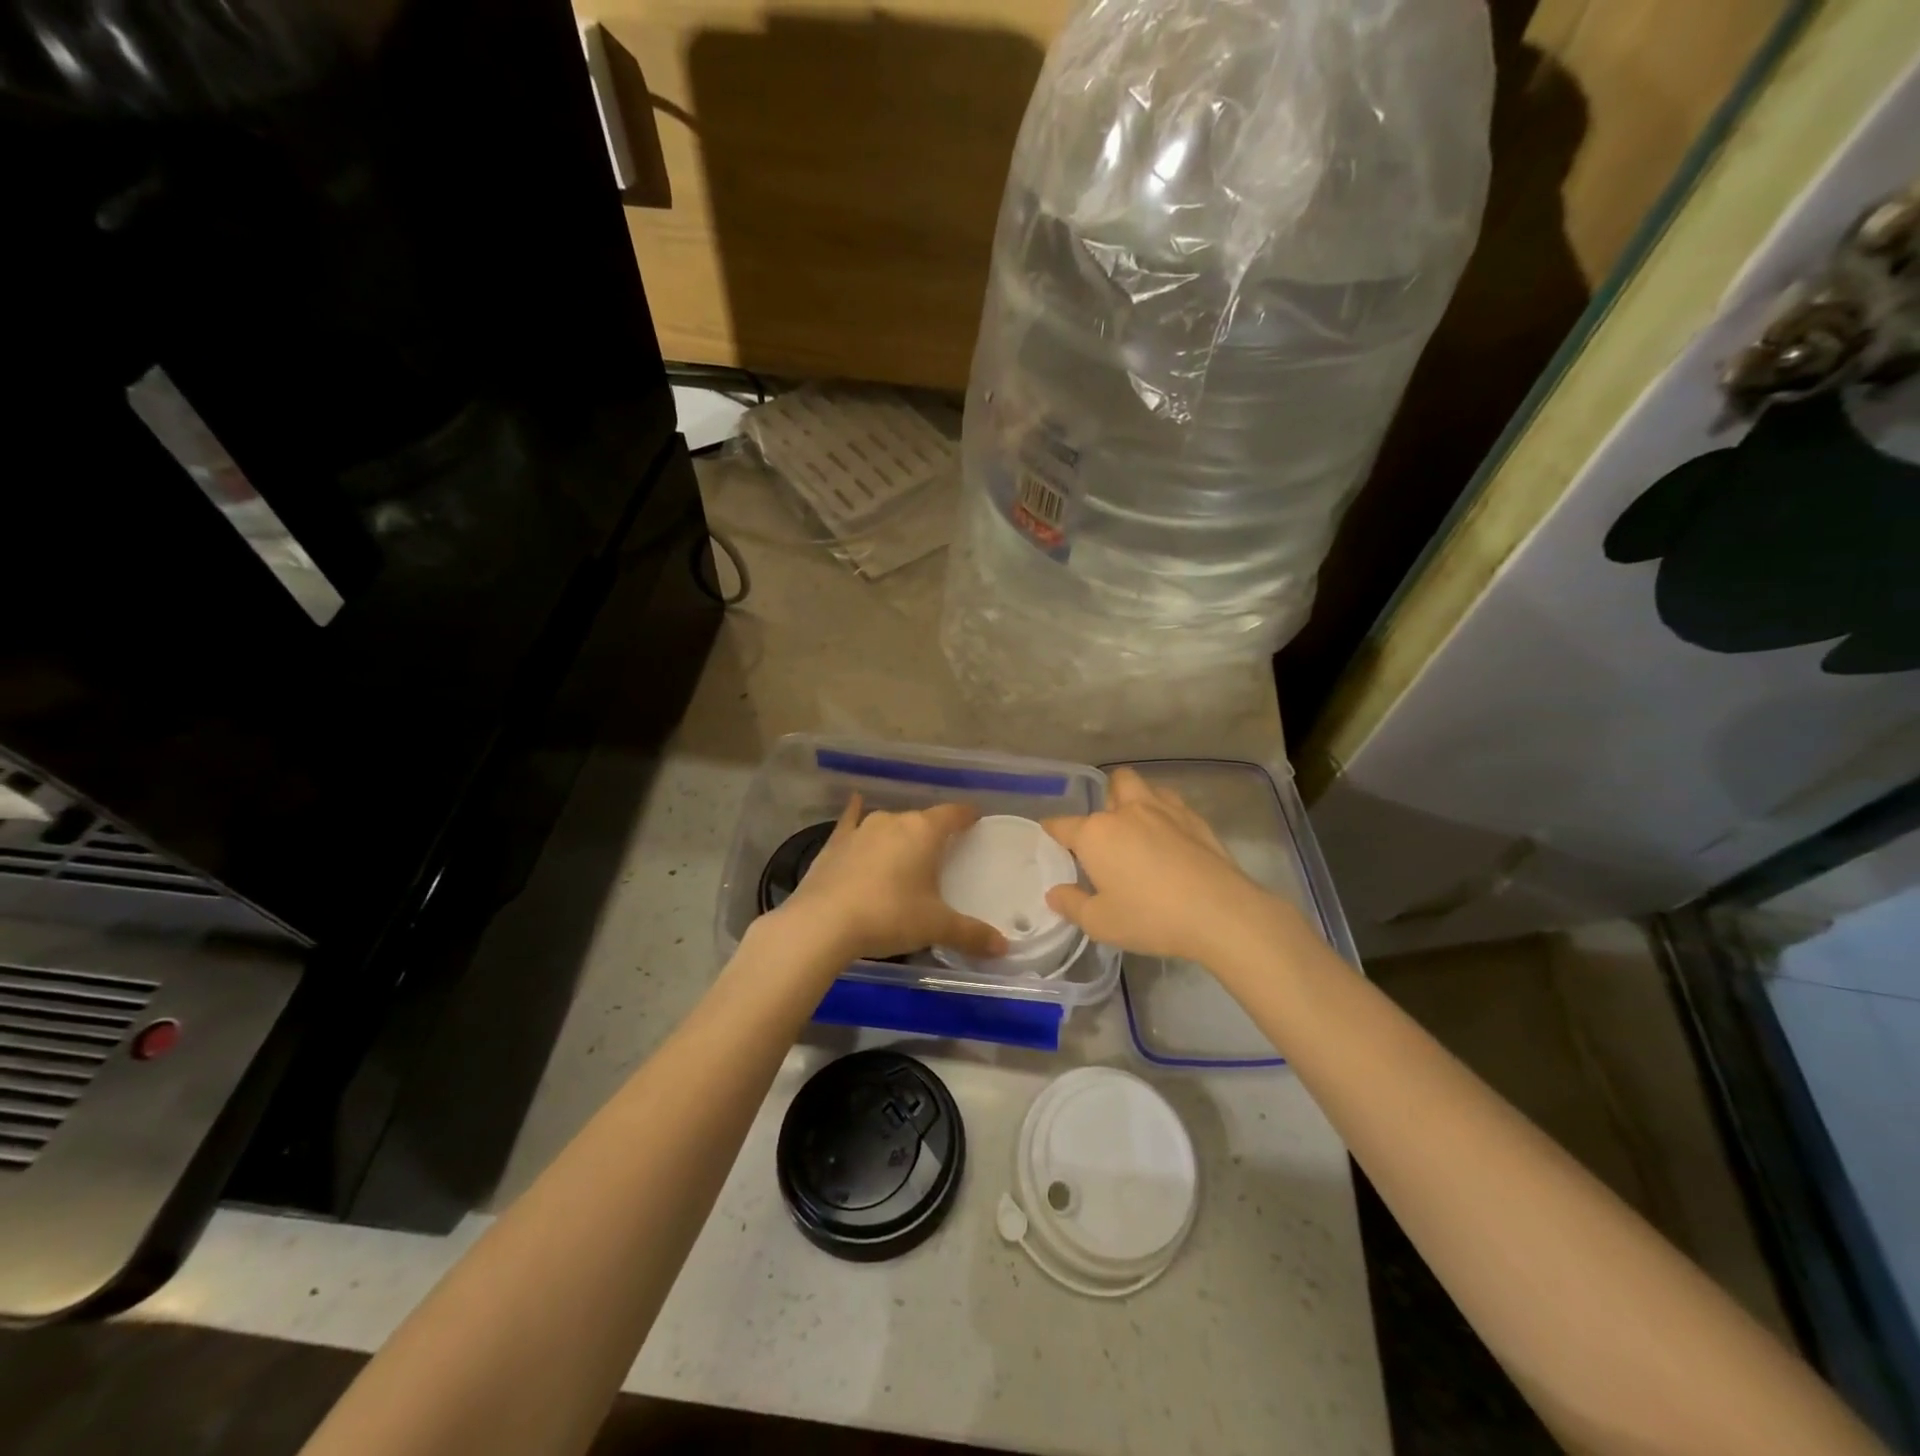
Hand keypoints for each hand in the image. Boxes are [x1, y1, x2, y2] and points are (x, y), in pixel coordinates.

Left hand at [775, 794, 1008, 962]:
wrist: (823, 923)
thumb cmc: (889, 916)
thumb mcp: (935, 927)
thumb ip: (971, 934)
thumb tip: (1003, 947)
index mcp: (924, 832)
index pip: (953, 814)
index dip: (966, 816)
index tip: (975, 820)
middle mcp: (894, 820)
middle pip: (921, 820)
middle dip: (932, 834)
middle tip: (941, 855)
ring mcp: (861, 829)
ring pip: (889, 824)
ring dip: (899, 834)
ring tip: (905, 852)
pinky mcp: (835, 842)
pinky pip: (850, 821)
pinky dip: (854, 813)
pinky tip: (855, 803)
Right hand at [1043, 767, 1271, 963]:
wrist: (1219, 912)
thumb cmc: (1150, 918)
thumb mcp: (1100, 923)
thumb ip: (1072, 905)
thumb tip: (1054, 893)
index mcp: (1096, 834)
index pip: (1063, 825)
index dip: (1053, 830)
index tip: (1050, 836)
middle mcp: (1127, 812)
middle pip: (1111, 785)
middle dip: (1105, 800)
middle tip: (1107, 831)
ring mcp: (1164, 810)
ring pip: (1143, 786)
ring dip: (1136, 799)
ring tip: (1139, 827)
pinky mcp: (1195, 819)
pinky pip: (1172, 803)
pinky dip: (1165, 812)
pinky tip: (1170, 837)